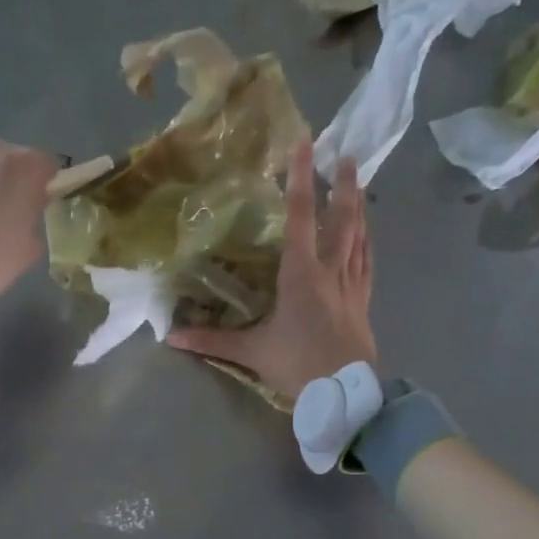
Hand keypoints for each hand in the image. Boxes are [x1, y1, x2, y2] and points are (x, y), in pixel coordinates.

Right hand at [169, 145, 375, 400]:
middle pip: (342, 219)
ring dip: (359, 209)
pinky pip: (367, 263)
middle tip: (348, 156)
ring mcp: (352, 285)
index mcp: (301, 275)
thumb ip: (211, 341)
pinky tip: (368, 238)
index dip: (302, 179)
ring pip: (359, 237)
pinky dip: (367, 244)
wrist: (346, 393)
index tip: (306, 145)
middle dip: (344, 186)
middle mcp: (331, 271)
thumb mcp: (251, 353)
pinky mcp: (363, 301)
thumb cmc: (298, 365)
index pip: (302, 217)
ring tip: (360, 186)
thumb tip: (171, 336)